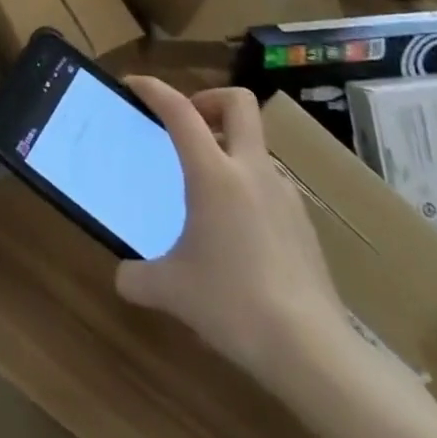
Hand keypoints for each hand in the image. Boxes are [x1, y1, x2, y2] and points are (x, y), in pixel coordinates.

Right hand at [115, 80, 352, 384]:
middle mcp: (252, 171)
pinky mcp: (304, 225)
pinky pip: (271, 185)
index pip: (180, 110)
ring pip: (256, 146)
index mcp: (214, 173)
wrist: (313, 352)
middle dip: (209, 100)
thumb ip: (139, 277)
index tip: (133, 85)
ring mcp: (285, 195)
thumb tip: (123, 276)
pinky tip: (237, 230)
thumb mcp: (172, 291)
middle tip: (187, 126)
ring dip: (230, 150)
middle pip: (239, 103)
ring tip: (208, 189)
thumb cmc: (233, 304)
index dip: (154, 89)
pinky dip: (249, 188)